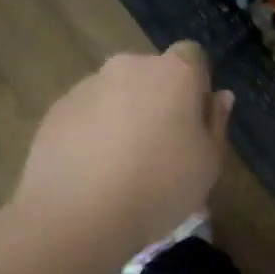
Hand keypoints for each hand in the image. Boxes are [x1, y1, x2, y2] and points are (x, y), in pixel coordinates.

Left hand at [13, 42, 233, 252]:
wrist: (75, 218)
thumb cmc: (159, 186)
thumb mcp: (209, 163)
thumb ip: (216, 123)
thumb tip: (219, 97)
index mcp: (175, 72)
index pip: (192, 55)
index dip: (196, 84)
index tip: (194, 119)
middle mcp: (130, 66)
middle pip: (152, 73)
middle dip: (158, 98)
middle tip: (160, 144)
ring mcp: (87, 86)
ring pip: (116, 92)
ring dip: (123, 114)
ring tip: (121, 164)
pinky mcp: (55, 111)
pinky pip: (85, 114)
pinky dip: (92, 132)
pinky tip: (92, 172)